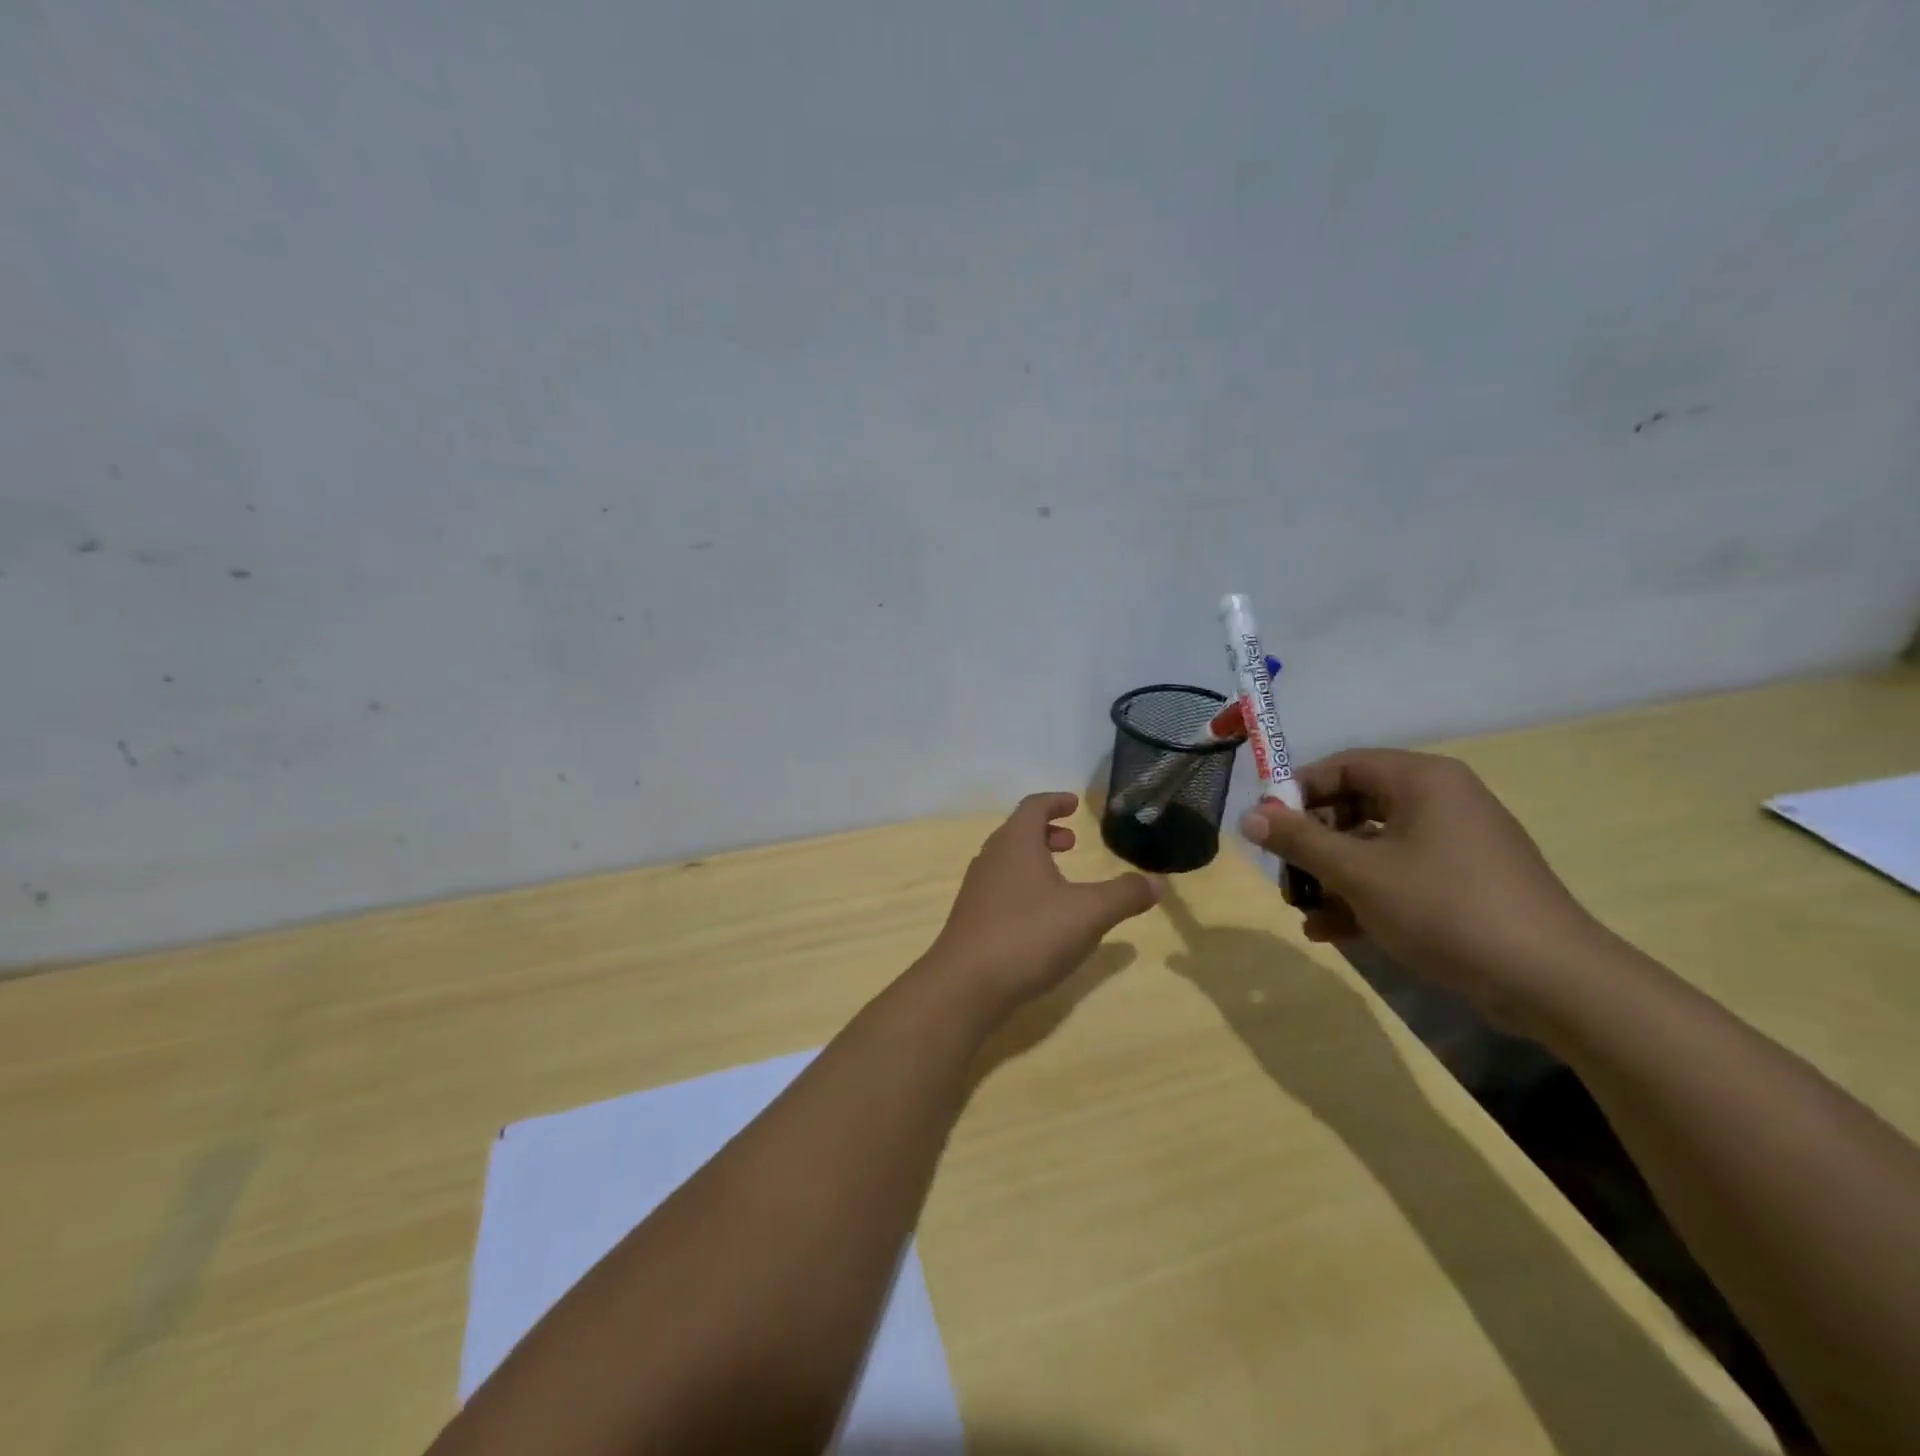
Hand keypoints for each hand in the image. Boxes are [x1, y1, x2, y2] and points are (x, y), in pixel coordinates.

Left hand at [927, 792, 1159, 1018]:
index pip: (1033, 806)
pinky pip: (1000, 889)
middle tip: (1071, 843)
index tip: (1074, 804)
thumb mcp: (1089, 914)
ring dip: (1034, 861)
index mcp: (1016, 843)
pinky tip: (1040, 918)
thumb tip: (1156, 883)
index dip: (1055, 802)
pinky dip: (1022, 887)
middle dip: (1046, 832)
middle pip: (1017, 832)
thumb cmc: (1029, 934)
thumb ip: (1124, 895)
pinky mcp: (971, 919)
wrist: (966, 984)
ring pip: (1007, 861)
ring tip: (1060, 880)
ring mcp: (977, 889)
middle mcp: (991, 858)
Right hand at [1239, 750, 1607, 1029]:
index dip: (1296, 793)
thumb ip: (1298, 840)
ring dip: (1332, 877)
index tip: (1265, 827)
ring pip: (1373, 846)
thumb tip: (1247, 816)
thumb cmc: (1444, 907)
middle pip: (1354, 806)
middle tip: (1284, 875)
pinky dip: (1364, 896)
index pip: (1342, 765)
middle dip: (1312, 844)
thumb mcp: (1358, 872)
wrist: (1550, 981)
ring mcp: (1454, 843)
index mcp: (1421, 780)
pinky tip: (1332, 931)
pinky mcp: (1462, 882)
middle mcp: (1440, 801)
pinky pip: (1398, 874)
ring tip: (1303, 912)